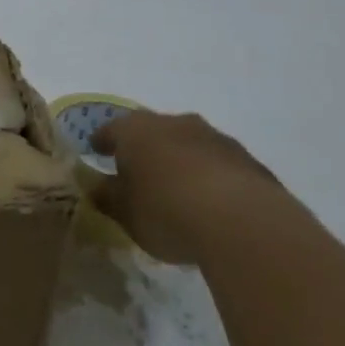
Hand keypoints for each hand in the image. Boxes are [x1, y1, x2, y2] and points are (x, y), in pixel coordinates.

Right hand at [89, 111, 283, 264]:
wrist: (242, 222)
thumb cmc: (166, 211)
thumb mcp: (124, 212)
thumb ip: (107, 196)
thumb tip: (96, 187)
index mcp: (135, 130)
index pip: (111, 130)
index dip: (102, 142)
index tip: (96, 150)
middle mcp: (174, 123)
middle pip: (152, 131)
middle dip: (145, 148)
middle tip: (139, 170)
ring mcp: (214, 138)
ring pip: (189, 144)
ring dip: (182, 161)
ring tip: (179, 189)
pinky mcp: (248, 160)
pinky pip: (220, 165)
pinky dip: (212, 178)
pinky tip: (214, 204)